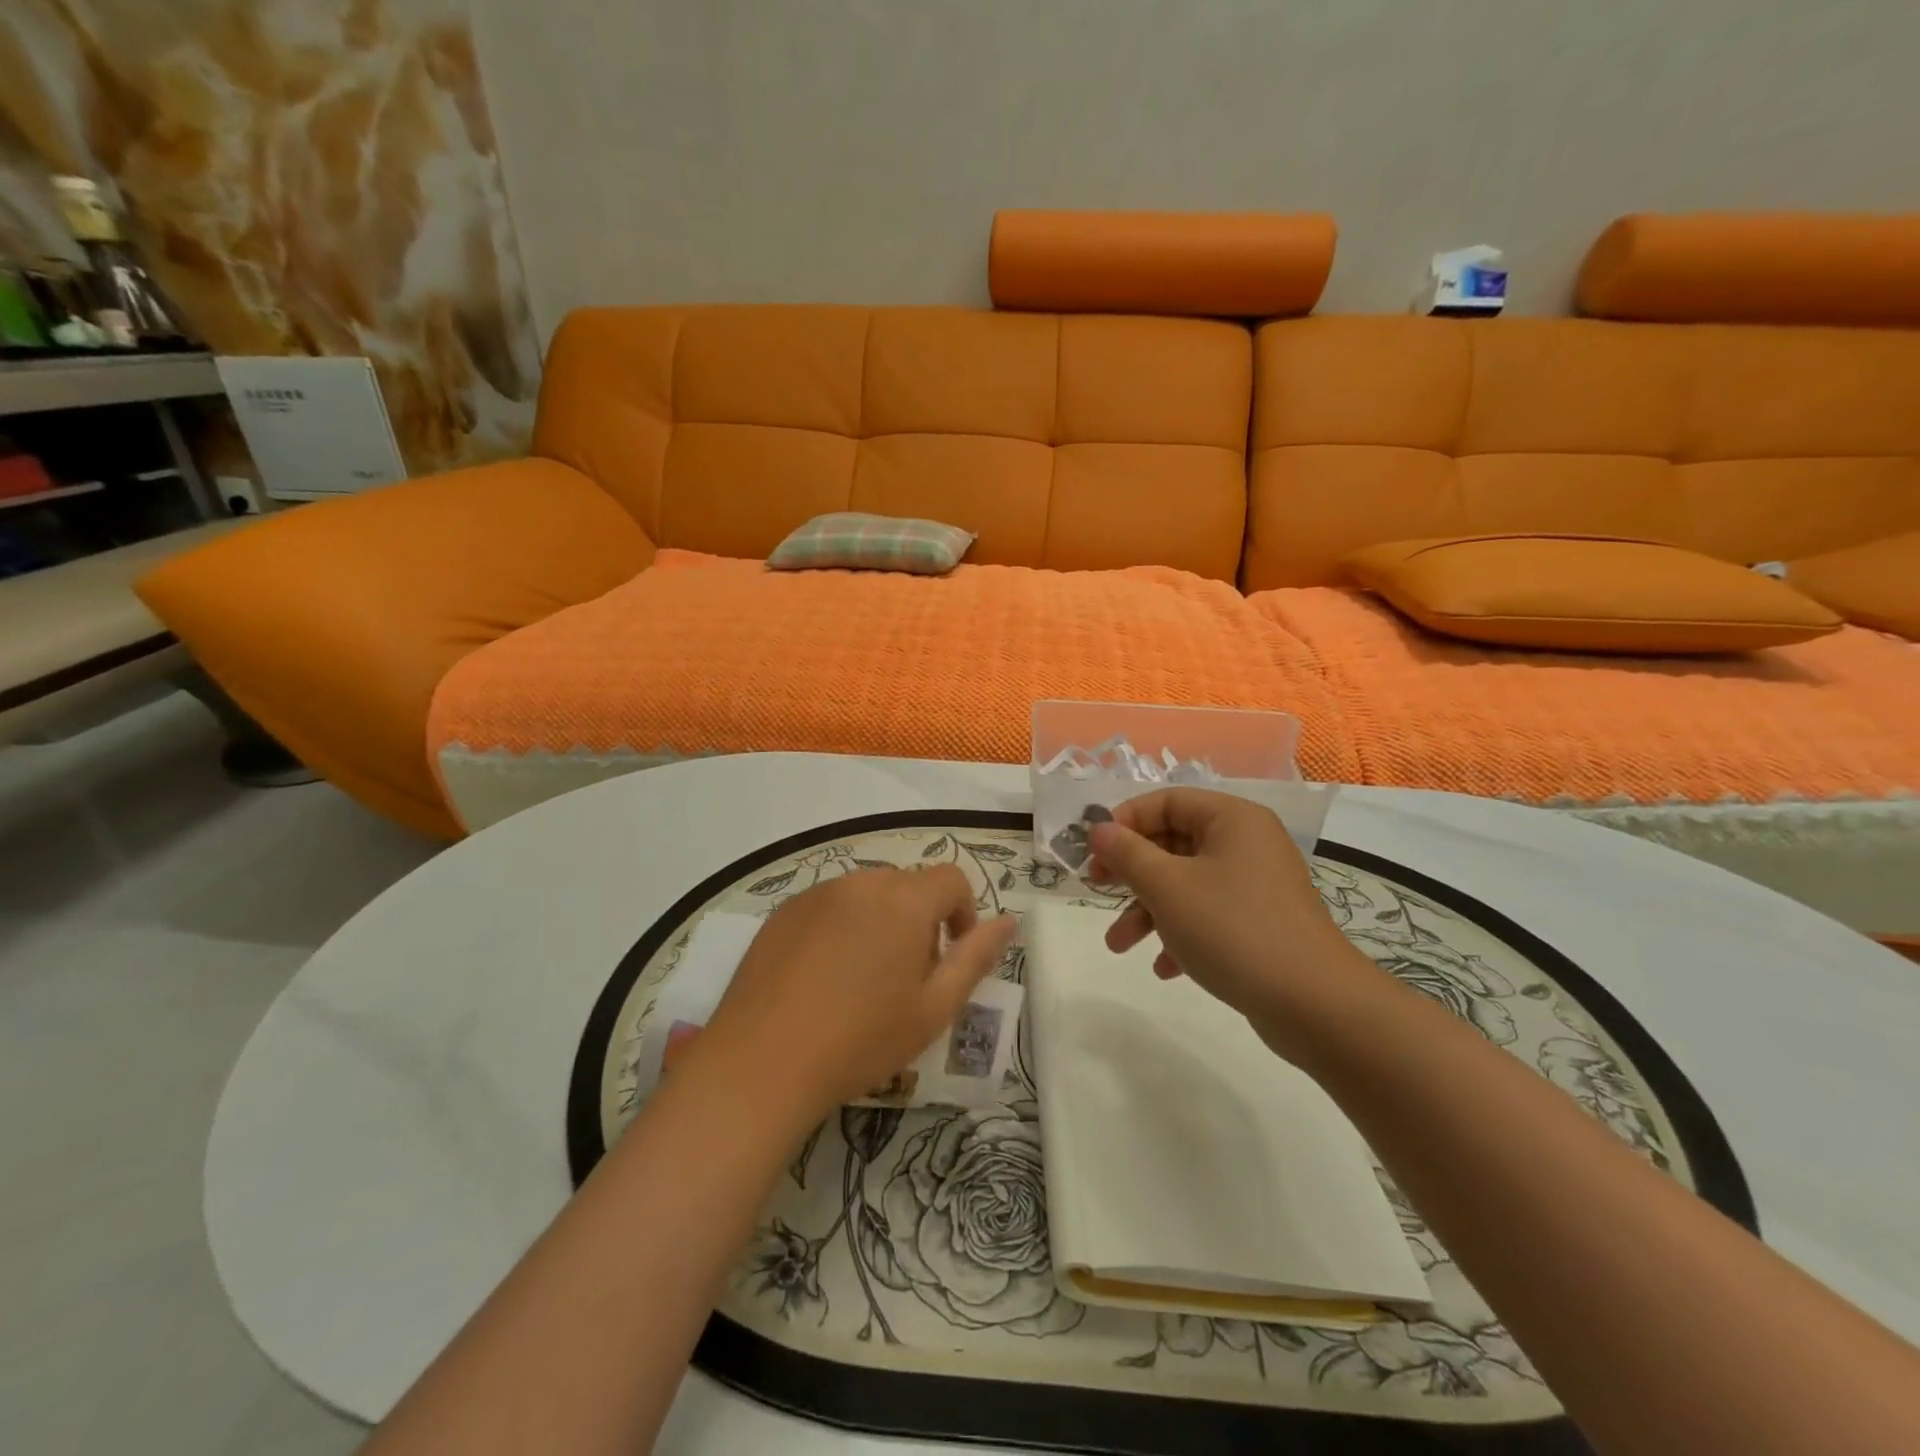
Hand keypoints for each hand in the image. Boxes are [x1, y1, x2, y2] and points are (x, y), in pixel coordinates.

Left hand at [695, 866, 1015, 1119]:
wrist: (762, 1062)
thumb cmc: (861, 1039)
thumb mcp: (934, 1008)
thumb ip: (976, 958)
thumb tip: (1009, 921)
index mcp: (904, 900)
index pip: (952, 880)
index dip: (962, 914)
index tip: (950, 958)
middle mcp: (862, 882)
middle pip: (908, 885)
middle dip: (920, 921)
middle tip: (907, 978)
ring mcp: (817, 893)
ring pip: (867, 894)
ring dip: (880, 922)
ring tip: (863, 980)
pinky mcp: (784, 911)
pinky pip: (830, 906)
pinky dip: (842, 928)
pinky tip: (823, 978)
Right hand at [1087, 788, 1381, 1059]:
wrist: (1316, 1005)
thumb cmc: (1233, 929)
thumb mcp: (1167, 887)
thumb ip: (1127, 853)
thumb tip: (1098, 829)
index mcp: (1231, 819)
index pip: (1166, 801)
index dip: (1124, 822)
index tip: (1093, 851)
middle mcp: (1247, 843)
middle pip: (1172, 842)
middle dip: (1131, 873)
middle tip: (1096, 889)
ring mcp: (1256, 885)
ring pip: (1186, 884)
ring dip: (1147, 910)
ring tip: (1118, 945)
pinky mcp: (1260, 923)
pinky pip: (1208, 914)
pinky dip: (1179, 933)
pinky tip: (1164, 967)